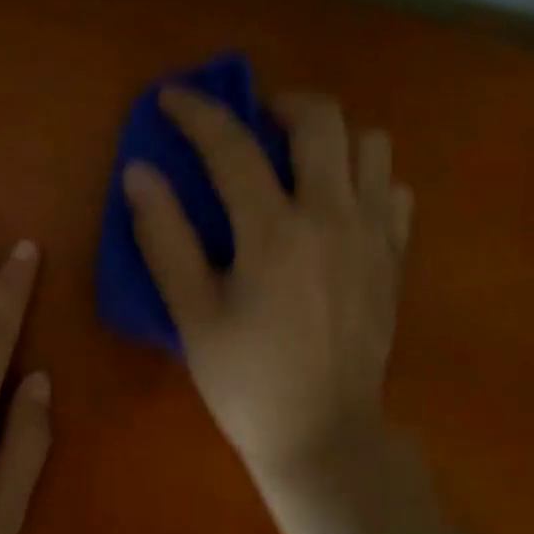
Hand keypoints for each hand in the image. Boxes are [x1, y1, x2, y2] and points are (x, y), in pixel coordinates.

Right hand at [124, 89, 412, 485]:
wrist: (324, 436)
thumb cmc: (247, 380)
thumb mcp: (192, 314)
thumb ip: (164, 237)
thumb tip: (139, 173)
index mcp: (274, 232)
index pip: (232, 146)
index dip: (197, 112)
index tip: (172, 97)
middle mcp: (332, 217)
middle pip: (322, 119)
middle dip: (280, 104)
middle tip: (252, 123)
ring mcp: (374, 234)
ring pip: (371, 144)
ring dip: (331, 138)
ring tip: (299, 162)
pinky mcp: (395, 257)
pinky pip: (393, 189)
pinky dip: (365, 180)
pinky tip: (336, 206)